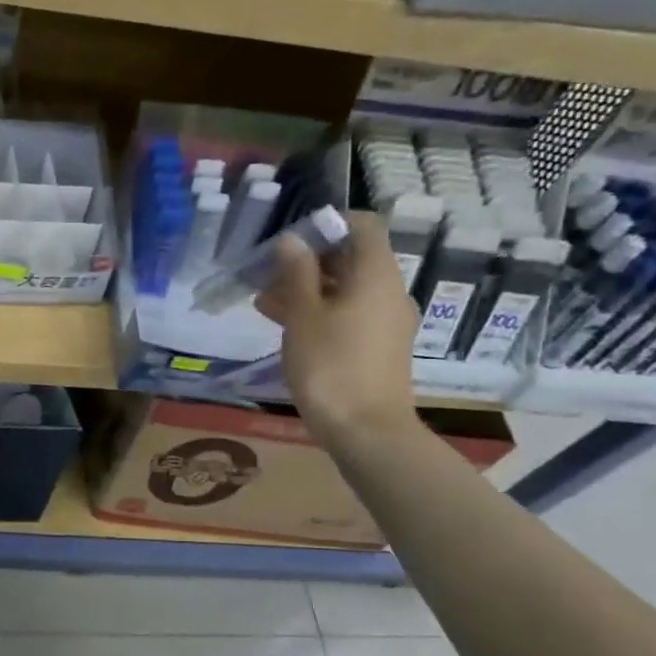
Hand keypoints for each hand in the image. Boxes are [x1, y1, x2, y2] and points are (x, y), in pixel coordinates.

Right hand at [255, 211, 420, 444]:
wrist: (366, 431)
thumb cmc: (330, 366)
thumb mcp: (303, 316)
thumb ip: (295, 273)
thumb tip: (292, 241)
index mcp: (376, 275)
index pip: (364, 226)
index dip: (329, 224)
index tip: (293, 238)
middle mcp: (389, 292)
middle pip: (352, 259)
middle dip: (308, 262)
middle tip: (267, 274)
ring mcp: (387, 322)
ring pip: (347, 290)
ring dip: (308, 290)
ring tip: (265, 303)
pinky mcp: (379, 347)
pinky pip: (350, 315)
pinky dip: (321, 312)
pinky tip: (286, 327)